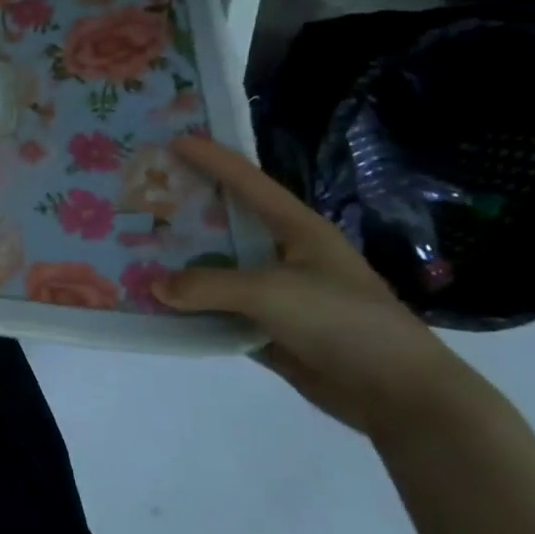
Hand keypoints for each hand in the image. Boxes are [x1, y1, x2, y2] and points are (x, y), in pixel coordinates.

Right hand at [158, 137, 480, 438]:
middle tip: (145, 197)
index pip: (248, 182)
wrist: (396, 393)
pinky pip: (219, 312)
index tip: (174, 140)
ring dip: (183, 266)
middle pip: (227, 224)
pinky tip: (158, 305)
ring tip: (138, 251)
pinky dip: (191, 309)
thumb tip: (153, 286)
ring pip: (219, 271)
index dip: (213, 159)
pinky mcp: (269, 329)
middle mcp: (284, 255)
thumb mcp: (272, 292)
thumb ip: (208, 286)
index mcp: (297, 230)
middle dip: (187, 211)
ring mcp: (277, 294)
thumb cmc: (342, 321)